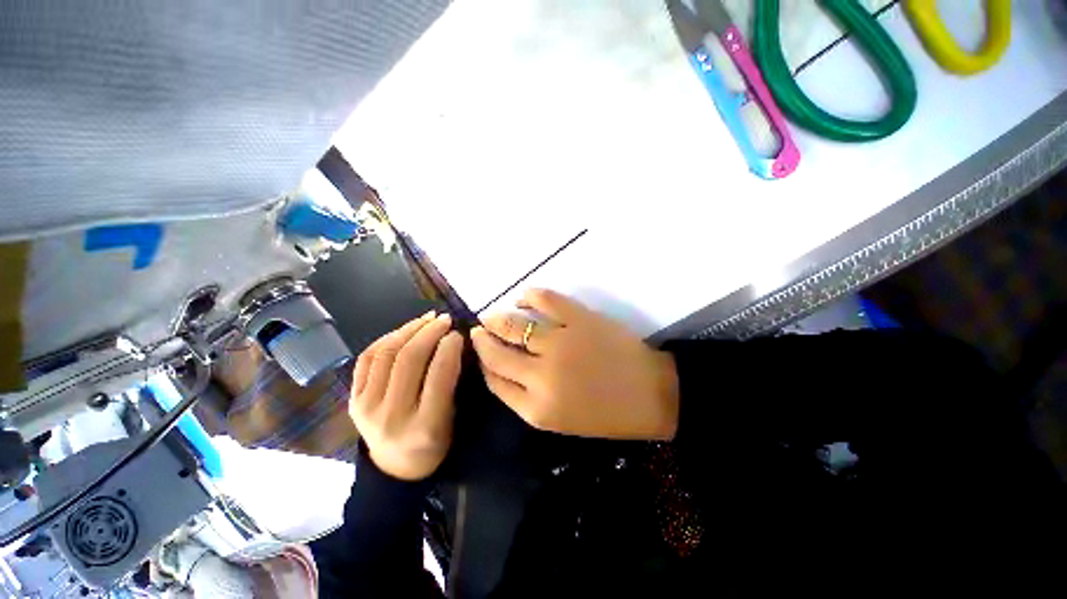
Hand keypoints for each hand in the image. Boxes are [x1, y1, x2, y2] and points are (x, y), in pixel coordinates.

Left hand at [349, 312, 463, 480]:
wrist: (395, 467)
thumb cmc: (434, 442)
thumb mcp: (453, 417)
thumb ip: (453, 381)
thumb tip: (453, 341)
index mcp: (426, 425)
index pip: (438, 375)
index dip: (449, 348)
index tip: (458, 333)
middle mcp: (392, 416)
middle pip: (408, 360)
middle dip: (429, 332)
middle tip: (444, 319)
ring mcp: (365, 407)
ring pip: (386, 354)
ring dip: (408, 329)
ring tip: (427, 319)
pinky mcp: (352, 399)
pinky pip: (367, 358)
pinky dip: (386, 338)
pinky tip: (403, 331)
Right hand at [470, 289, 678, 440]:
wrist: (650, 394)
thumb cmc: (605, 413)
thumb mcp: (559, 419)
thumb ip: (525, 397)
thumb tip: (499, 367)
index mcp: (537, 409)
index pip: (494, 380)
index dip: (482, 363)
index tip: (479, 350)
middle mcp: (542, 377)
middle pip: (496, 353)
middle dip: (481, 339)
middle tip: (478, 329)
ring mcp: (561, 344)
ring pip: (514, 325)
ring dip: (497, 319)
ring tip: (492, 316)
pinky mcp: (580, 320)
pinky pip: (546, 300)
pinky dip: (529, 296)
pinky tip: (523, 298)